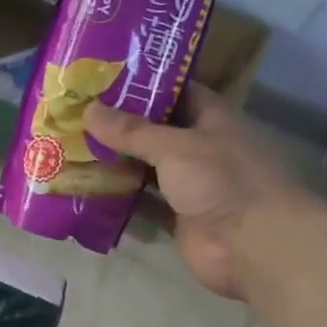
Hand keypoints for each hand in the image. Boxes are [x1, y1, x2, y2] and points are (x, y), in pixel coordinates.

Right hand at [84, 86, 318, 299]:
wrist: (253, 246)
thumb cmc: (221, 181)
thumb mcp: (174, 147)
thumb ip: (131, 131)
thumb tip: (88, 110)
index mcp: (212, 119)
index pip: (177, 92)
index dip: (145, 85)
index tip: (104, 80)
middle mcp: (202, 149)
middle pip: (156, 132)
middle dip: (120, 127)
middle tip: (77, 117)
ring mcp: (191, 186)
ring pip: (147, 170)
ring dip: (116, 165)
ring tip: (73, 151)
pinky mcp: (179, 218)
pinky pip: (144, 205)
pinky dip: (121, 201)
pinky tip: (88, 193)